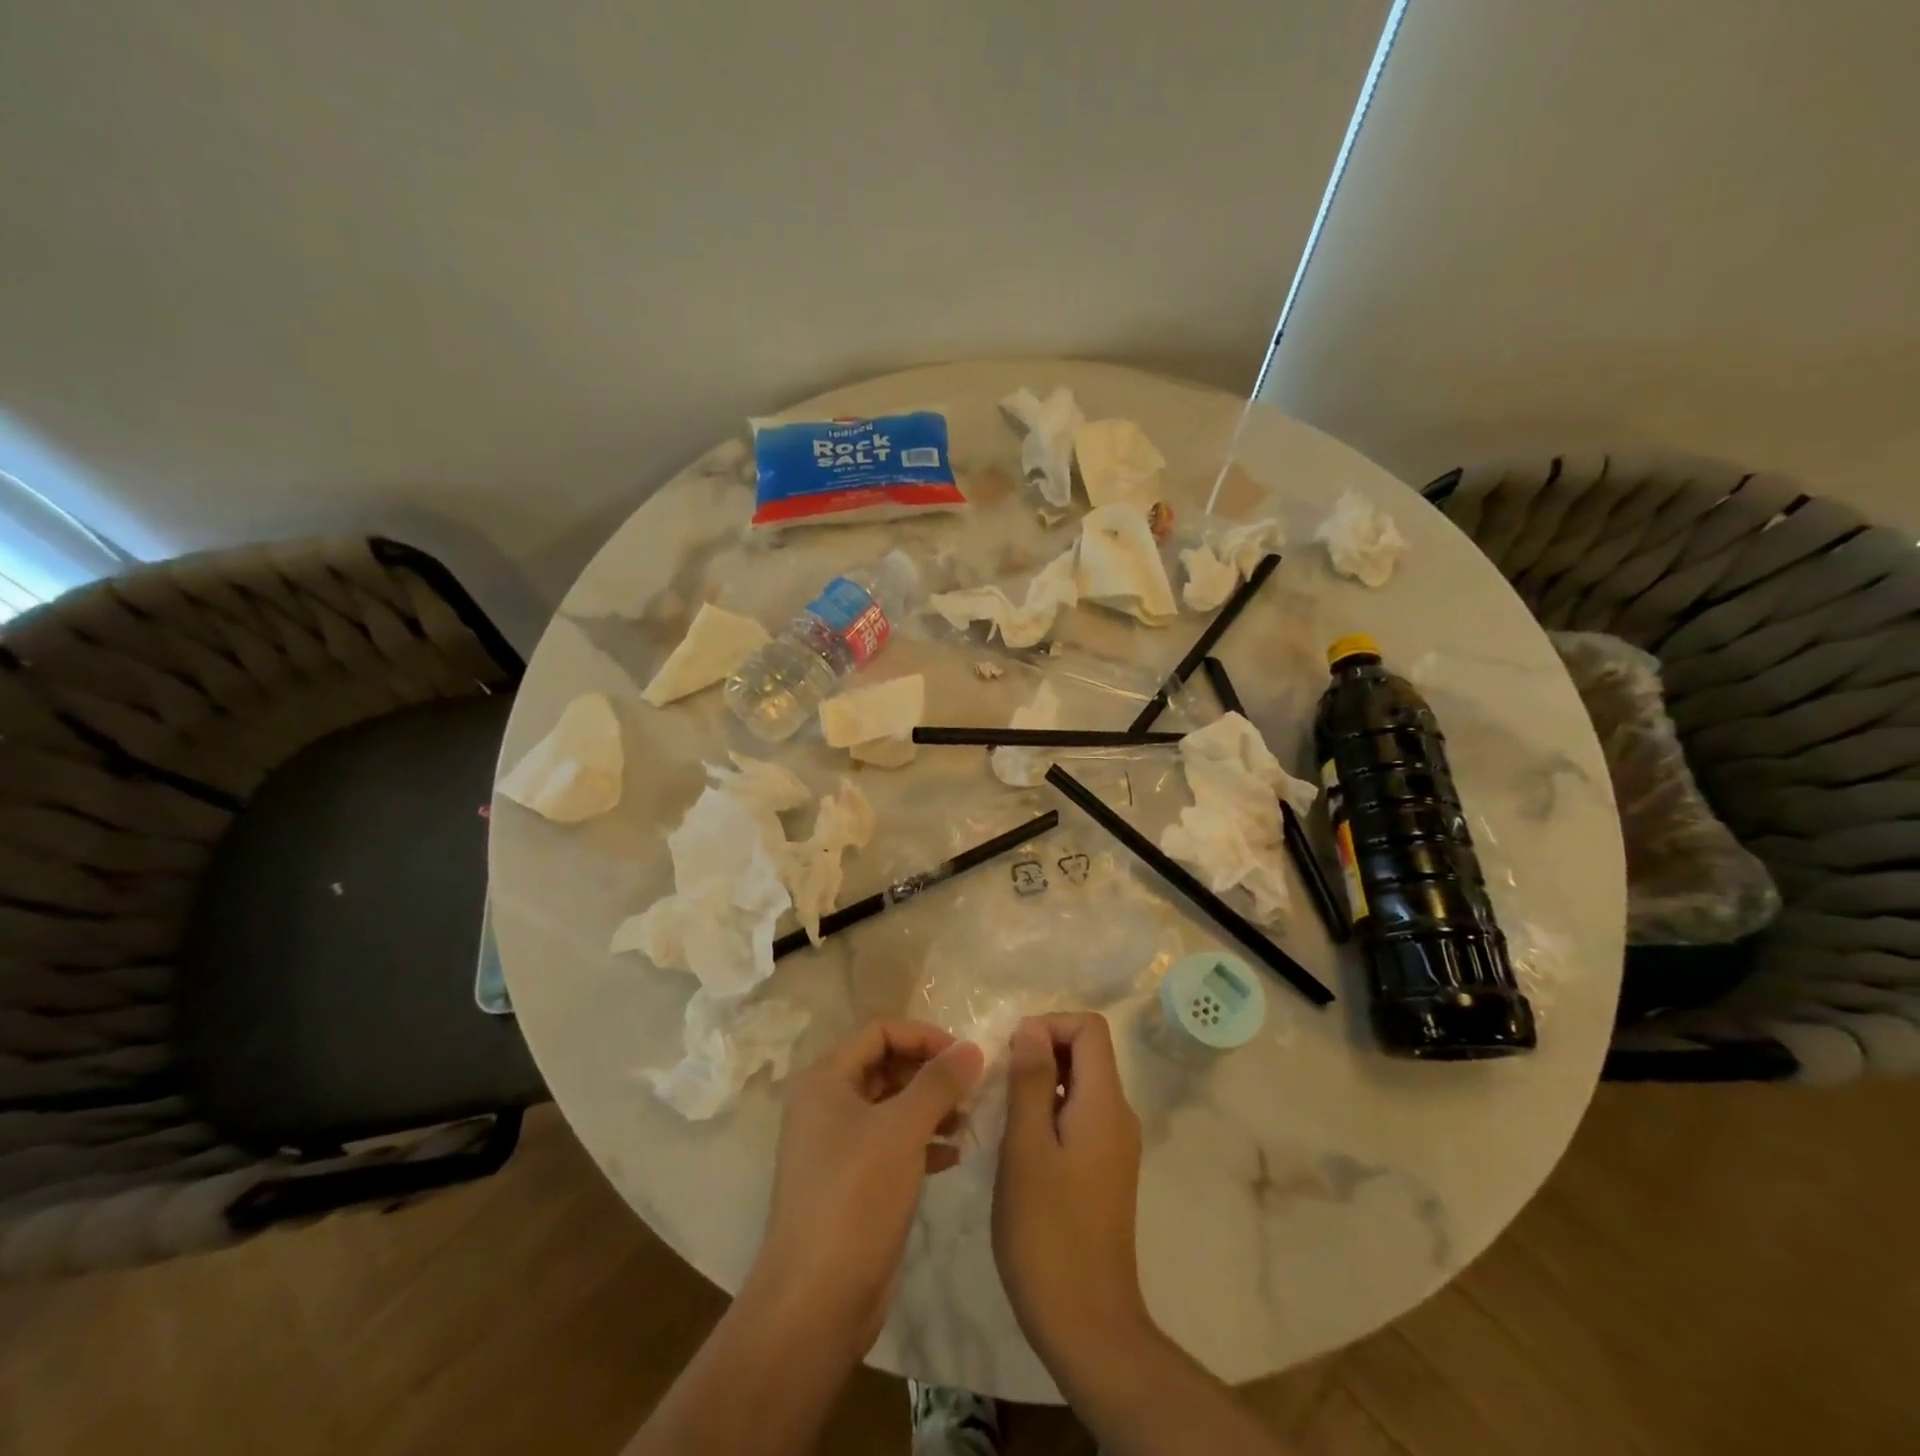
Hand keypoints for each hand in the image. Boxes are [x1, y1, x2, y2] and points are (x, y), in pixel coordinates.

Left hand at [748, 1020, 983, 1353]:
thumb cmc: (855, 1199)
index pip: (880, 1031)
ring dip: (931, 1107)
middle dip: (930, 1073)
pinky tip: (954, 1155)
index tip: (964, 1055)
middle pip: (886, 1065)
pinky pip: (892, 1142)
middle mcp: (827, 1103)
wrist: (816, 1302)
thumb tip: (971, 1047)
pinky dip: (923, 1141)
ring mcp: (837, 1144)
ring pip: (892, 1105)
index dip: (923, 1036)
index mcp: (825, 1079)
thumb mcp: (902, 1131)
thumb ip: (938, 1083)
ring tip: (968, 1121)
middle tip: (972, 1088)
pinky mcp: (852, 1180)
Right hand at [993, 1012, 1148, 1366]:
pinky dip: (1049, 1113)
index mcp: (1105, 1103)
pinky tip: (1018, 1146)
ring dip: (1041, 1084)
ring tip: (1001, 1113)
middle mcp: (1118, 1116)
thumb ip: (1030, 1080)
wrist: (1088, 1325)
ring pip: (1080, 1086)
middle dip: (1041, 1052)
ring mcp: (1114, 1146)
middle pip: (1087, 1053)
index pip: (1090, 1028)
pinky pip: (1079, 1117)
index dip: (1049, 1025)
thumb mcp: (1026, 1146)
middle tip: (998, 1083)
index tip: (1011, 1052)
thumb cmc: (1048, 1231)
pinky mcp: (1105, 1171)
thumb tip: (1032, 1026)